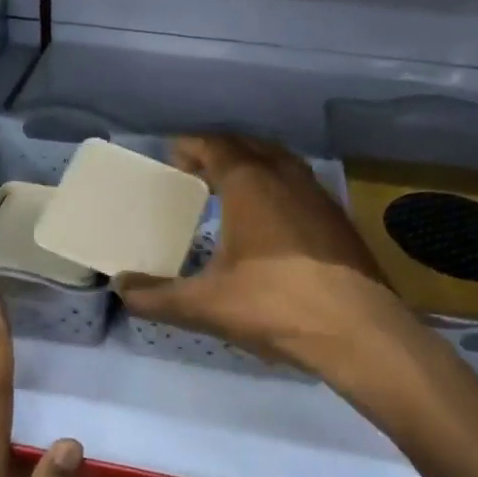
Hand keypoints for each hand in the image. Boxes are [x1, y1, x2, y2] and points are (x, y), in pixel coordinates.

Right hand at [114, 135, 420, 386]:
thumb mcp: (206, 305)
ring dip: (253, 163)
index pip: (215, 146)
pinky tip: (272, 217)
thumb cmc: (274, 305)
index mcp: (250, 183)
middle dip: (220, 150)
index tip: (173, 154)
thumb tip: (120, 289)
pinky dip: (278, 185)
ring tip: (232, 186)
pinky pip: (300, 183)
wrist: (357, 330)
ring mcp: (318, 195)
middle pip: (248, 146)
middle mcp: (285, 177)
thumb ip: (157, 297)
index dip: (191, 145)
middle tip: (196, 168)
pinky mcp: (338, 218)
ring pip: (279, 161)